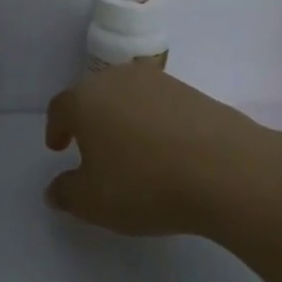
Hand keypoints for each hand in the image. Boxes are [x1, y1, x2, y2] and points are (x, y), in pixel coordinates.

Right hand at [43, 65, 277, 236]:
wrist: (225, 169)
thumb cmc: (144, 184)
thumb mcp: (92, 202)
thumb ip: (67, 193)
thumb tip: (56, 188)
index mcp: (86, 99)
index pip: (61, 107)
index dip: (56, 128)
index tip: (59, 148)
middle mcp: (119, 79)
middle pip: (95, 95)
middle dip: (89, 119)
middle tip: (91, 148)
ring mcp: (160, 82)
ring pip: (129, 96)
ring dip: (124, 118)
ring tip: (131, 150)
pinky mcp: (193, 91)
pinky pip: (161, 105)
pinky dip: (155, 122)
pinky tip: (166, 150)